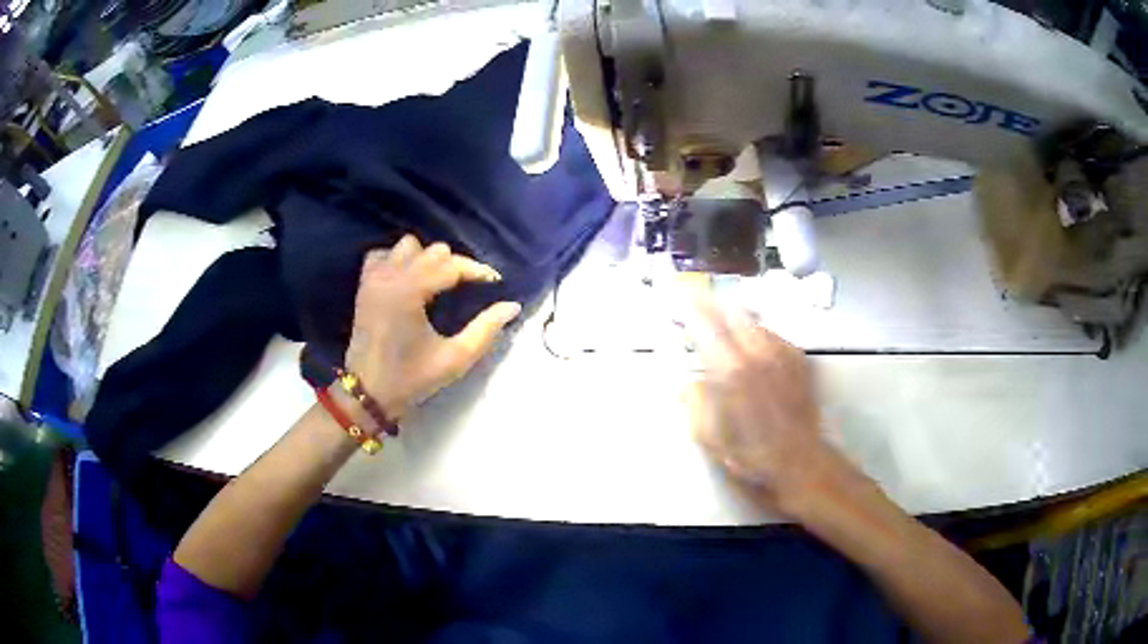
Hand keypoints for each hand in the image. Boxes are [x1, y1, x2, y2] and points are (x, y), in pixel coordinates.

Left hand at [344, 235, 521, 419]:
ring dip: (426, 259)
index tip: (495, 283)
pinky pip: (384, 254)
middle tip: (468, 289)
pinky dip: (399, 260)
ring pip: (408, 246)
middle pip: (433, 251)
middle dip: (455, 265)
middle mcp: (391, 275)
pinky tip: (408, 279)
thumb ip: (486, 330)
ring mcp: (374, 277)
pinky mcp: (365, 284)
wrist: (367, 392)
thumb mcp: (455, 359)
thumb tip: (512, 306)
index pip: (452, 265)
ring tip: (437, 282)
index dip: (478, 271)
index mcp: (411, 291)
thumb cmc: (411, 378)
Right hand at [687, 296, 846, 513]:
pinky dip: (756, 334)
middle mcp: (758, 353)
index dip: (689, 308)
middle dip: (712, 305)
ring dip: (734, 318)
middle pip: (732, 312)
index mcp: (731, 371)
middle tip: (697, 307)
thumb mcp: (711, 439)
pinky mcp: (798, 359)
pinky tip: (751, 348)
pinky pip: (772, 334)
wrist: (801, 462)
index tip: (677, 297)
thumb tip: (685, 383)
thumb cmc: (752, 456)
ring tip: (723, 326)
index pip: (706, 326)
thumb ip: (694, 404)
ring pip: (753, 321)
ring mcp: (782, 354)